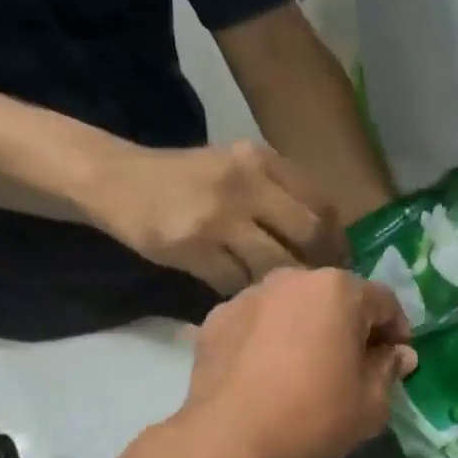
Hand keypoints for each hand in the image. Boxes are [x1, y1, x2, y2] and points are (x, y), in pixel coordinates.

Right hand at [84, 140, 348, 293]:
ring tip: (282, 296)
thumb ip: (277, 191)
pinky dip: (244, 293)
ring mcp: (218, 215)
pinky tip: (243, 296)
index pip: (319, 203)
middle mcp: (245, 182)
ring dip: (282, 285)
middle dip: (319, 266)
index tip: (339, 263)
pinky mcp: (192, 246)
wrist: (118, 181)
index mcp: (260, 160)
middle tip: (318, 288)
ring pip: (273, 263)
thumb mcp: (235, 167)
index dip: (336, 240)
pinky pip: (234, 282)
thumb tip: (323, 238)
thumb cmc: (184, 179)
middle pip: (306, 233)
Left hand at [181, 268, 415, 457]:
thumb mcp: (370, 405)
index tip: (396, 360)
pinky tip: (266, 376)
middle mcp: (292, 279)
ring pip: (292, 308)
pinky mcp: (216, 320)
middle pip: (335, 298)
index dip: (396, 331)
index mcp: (338, 289)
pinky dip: (268, 341)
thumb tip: (399, 354)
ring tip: (305, 370)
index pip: (383, 301)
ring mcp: (248, 296)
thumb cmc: (312, 419)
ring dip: (306, 330)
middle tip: (353, 365)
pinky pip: (257, 325)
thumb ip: (389, 370)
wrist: (228, 442)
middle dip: (349, 326)